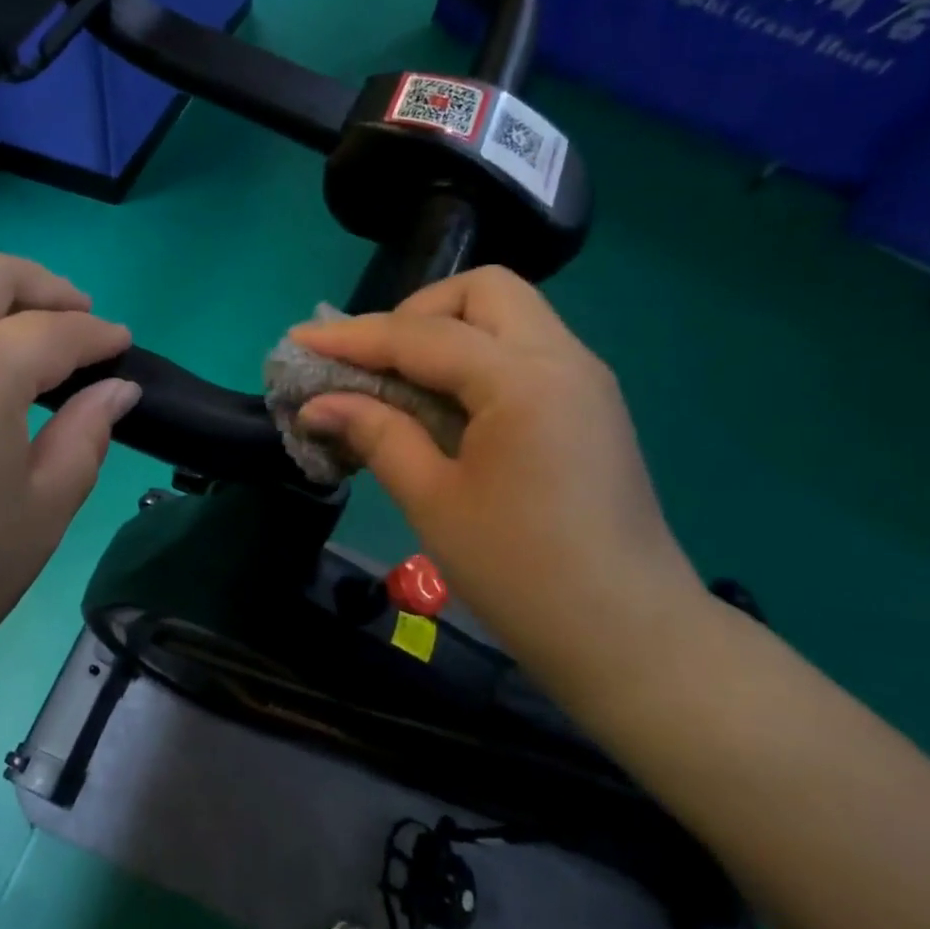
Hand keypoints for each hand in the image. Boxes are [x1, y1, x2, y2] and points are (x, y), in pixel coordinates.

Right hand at [290, 268, 704, 678]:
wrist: (629, 637)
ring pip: (508, 315)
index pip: (423, 335)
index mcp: (524, 381)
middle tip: (374, 362)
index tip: (300, 339)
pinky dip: (475, 358)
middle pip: (482, 291)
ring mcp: (584, 379)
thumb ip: (376, 434)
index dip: (353, 336)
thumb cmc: (522, 574)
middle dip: (415, 313)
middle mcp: (563, 359)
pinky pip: (523, 351)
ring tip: (400, 383)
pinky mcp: (588, 405)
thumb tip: (317, 404)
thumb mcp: (433, 501)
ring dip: (446, 332)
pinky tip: (444, 406)